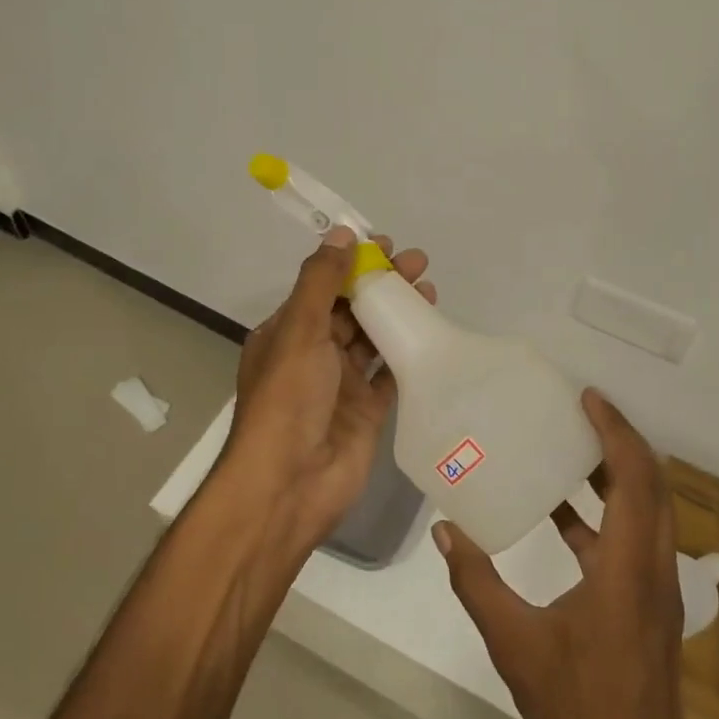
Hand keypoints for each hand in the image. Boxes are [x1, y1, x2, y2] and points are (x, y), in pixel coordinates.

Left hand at [223, 226, 435, 546]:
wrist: (291, 484)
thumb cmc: (288, 400)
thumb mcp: (299, 331)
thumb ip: (321, 281)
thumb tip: (341, 234)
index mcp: (288, 333)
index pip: (324, 287)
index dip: (353, 263)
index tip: (385, 245)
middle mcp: (313, 354)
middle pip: (353, 309)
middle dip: (383, 285)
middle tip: (419, 264)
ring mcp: (341, 385)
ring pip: (374, 339)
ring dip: (398, 314)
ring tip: (430, 291)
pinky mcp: (366, 411)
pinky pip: (389, 374)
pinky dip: (407, 353)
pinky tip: (431, 333)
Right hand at [434, 390, 718, 718]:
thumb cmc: (579, 707)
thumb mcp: (516, 643)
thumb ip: (477, 583)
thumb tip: (446, 531)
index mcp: (629, 566)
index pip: (635, 477)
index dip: (615, 431)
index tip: (588, 397)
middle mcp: (653, 566)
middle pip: (650, 483)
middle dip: (620, 440)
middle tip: (579, 410)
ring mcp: (656, 586)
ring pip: (647, 509)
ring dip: (617, 473)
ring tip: (571, 447)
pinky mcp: (649, 603)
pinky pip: (634, 537)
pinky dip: (606, 513)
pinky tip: (562, 513)